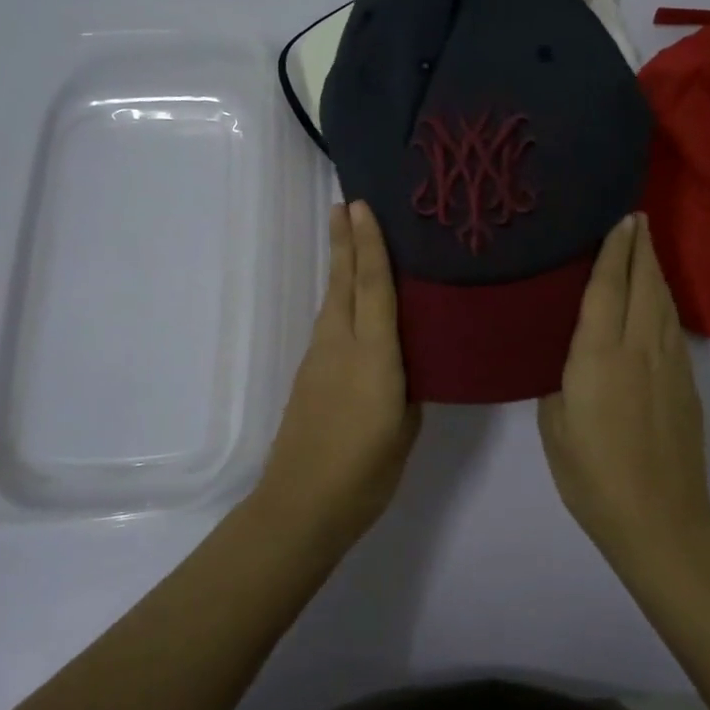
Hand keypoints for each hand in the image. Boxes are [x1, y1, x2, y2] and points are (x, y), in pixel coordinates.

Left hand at [258, 201, 420, 543]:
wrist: (301, 505)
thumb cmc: (365, 472)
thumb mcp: (405, 428)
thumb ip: (408, 388)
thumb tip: (406, 365)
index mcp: (374, 357)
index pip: (373, 288)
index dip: (370, 245)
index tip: (362, 207)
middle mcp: (341, 346)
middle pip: (343, 283)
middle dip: (345, 242)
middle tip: (345, 204)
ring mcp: (319, 359)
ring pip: (332, 300)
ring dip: (340, 266)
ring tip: (348, 238)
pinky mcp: (308, 375)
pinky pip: (329, 323)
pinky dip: (339, 299)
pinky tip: (349, 299)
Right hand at [538, 213, 709, 561]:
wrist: (659, 517)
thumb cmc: (593, 475)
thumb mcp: (555, 426)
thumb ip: (559, 381)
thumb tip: (569, 355)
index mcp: (600, 356)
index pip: (608, 288)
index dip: (614, 251)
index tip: (620, 219)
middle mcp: (640, 348)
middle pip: (644, 284)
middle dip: (640, 248)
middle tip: (636, 217)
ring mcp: (669, 364)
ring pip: (663, 302)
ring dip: (655, 269)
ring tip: (646, 246)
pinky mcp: (686, 383)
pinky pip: (672, 325)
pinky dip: (663, 299)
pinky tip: (656, 298)